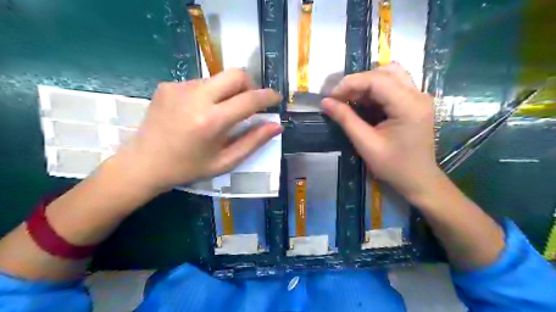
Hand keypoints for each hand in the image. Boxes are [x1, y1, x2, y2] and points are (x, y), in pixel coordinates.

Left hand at [118, 69, 281, 192]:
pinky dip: (209, 94)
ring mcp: (180, 87)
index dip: (268, 97)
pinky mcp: (168, 85)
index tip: (275, 98)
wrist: (143, 163)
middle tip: (248, 103)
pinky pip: (200, 82)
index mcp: (212, 121)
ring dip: (228, 92)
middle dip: (249, 86)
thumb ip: (253, 142)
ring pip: (218, 78)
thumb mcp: (225, 161)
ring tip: (220, 112)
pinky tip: (198, 111)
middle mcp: (196, 97)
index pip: (249, 99)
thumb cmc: (188, 168)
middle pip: (236, 74)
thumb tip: (276, 126)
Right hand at [325, 64, 441, 201]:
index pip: (376, 79)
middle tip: (340, 98)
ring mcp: (419, 97)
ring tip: (350, 99)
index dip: (350, 83)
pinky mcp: (415, 102)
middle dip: (358, 82)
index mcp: (409, 105)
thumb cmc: (394, 166)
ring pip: (390, 74)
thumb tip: (325, 102)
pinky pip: (393, 85)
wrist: (419, 180)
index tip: (330, 96)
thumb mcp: (366, 144)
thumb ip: (346, 119)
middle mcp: (418, 95)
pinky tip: (363, 103)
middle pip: (384, 72)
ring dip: (367, 83)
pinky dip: (374, 91)